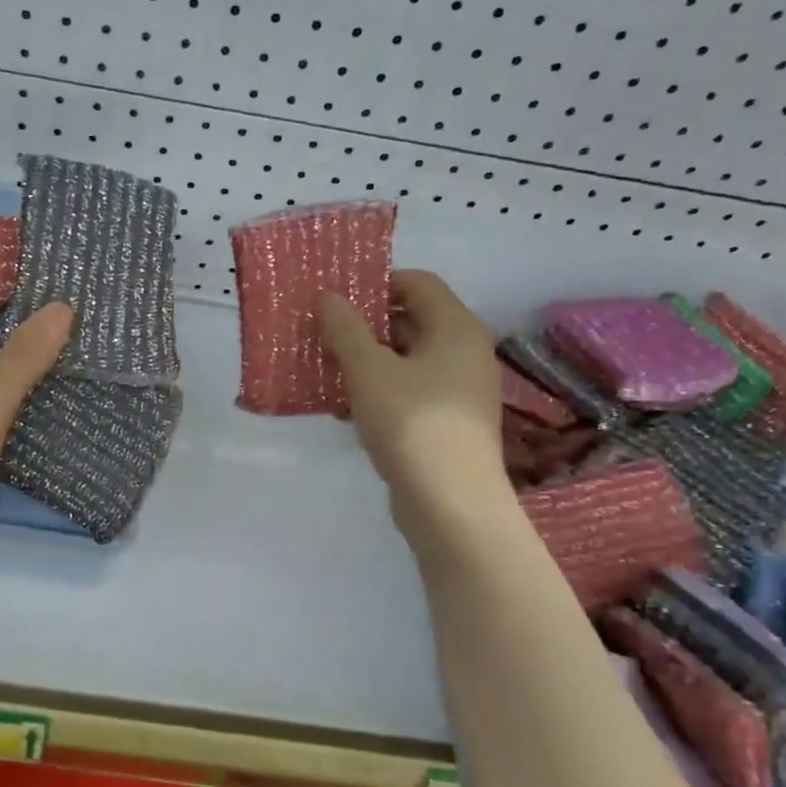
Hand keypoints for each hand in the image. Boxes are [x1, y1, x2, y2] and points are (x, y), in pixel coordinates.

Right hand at [318, 270, 508, 532]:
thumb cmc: (412, 424)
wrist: (450, 503)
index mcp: (456, 328)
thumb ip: (347, 330)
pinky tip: (344, 411)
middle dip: (363, 327)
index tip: (335, 298)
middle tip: (321, 334)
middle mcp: (464, 352)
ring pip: (404, 362)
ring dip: (364, 363)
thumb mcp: (369, 371)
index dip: (376, 283)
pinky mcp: (446, 423)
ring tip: (324, 374)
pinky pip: (407, 393)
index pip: (417, 283)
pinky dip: (376, 393)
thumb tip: (328, 296)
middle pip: (410, 322)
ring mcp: (458, 391)